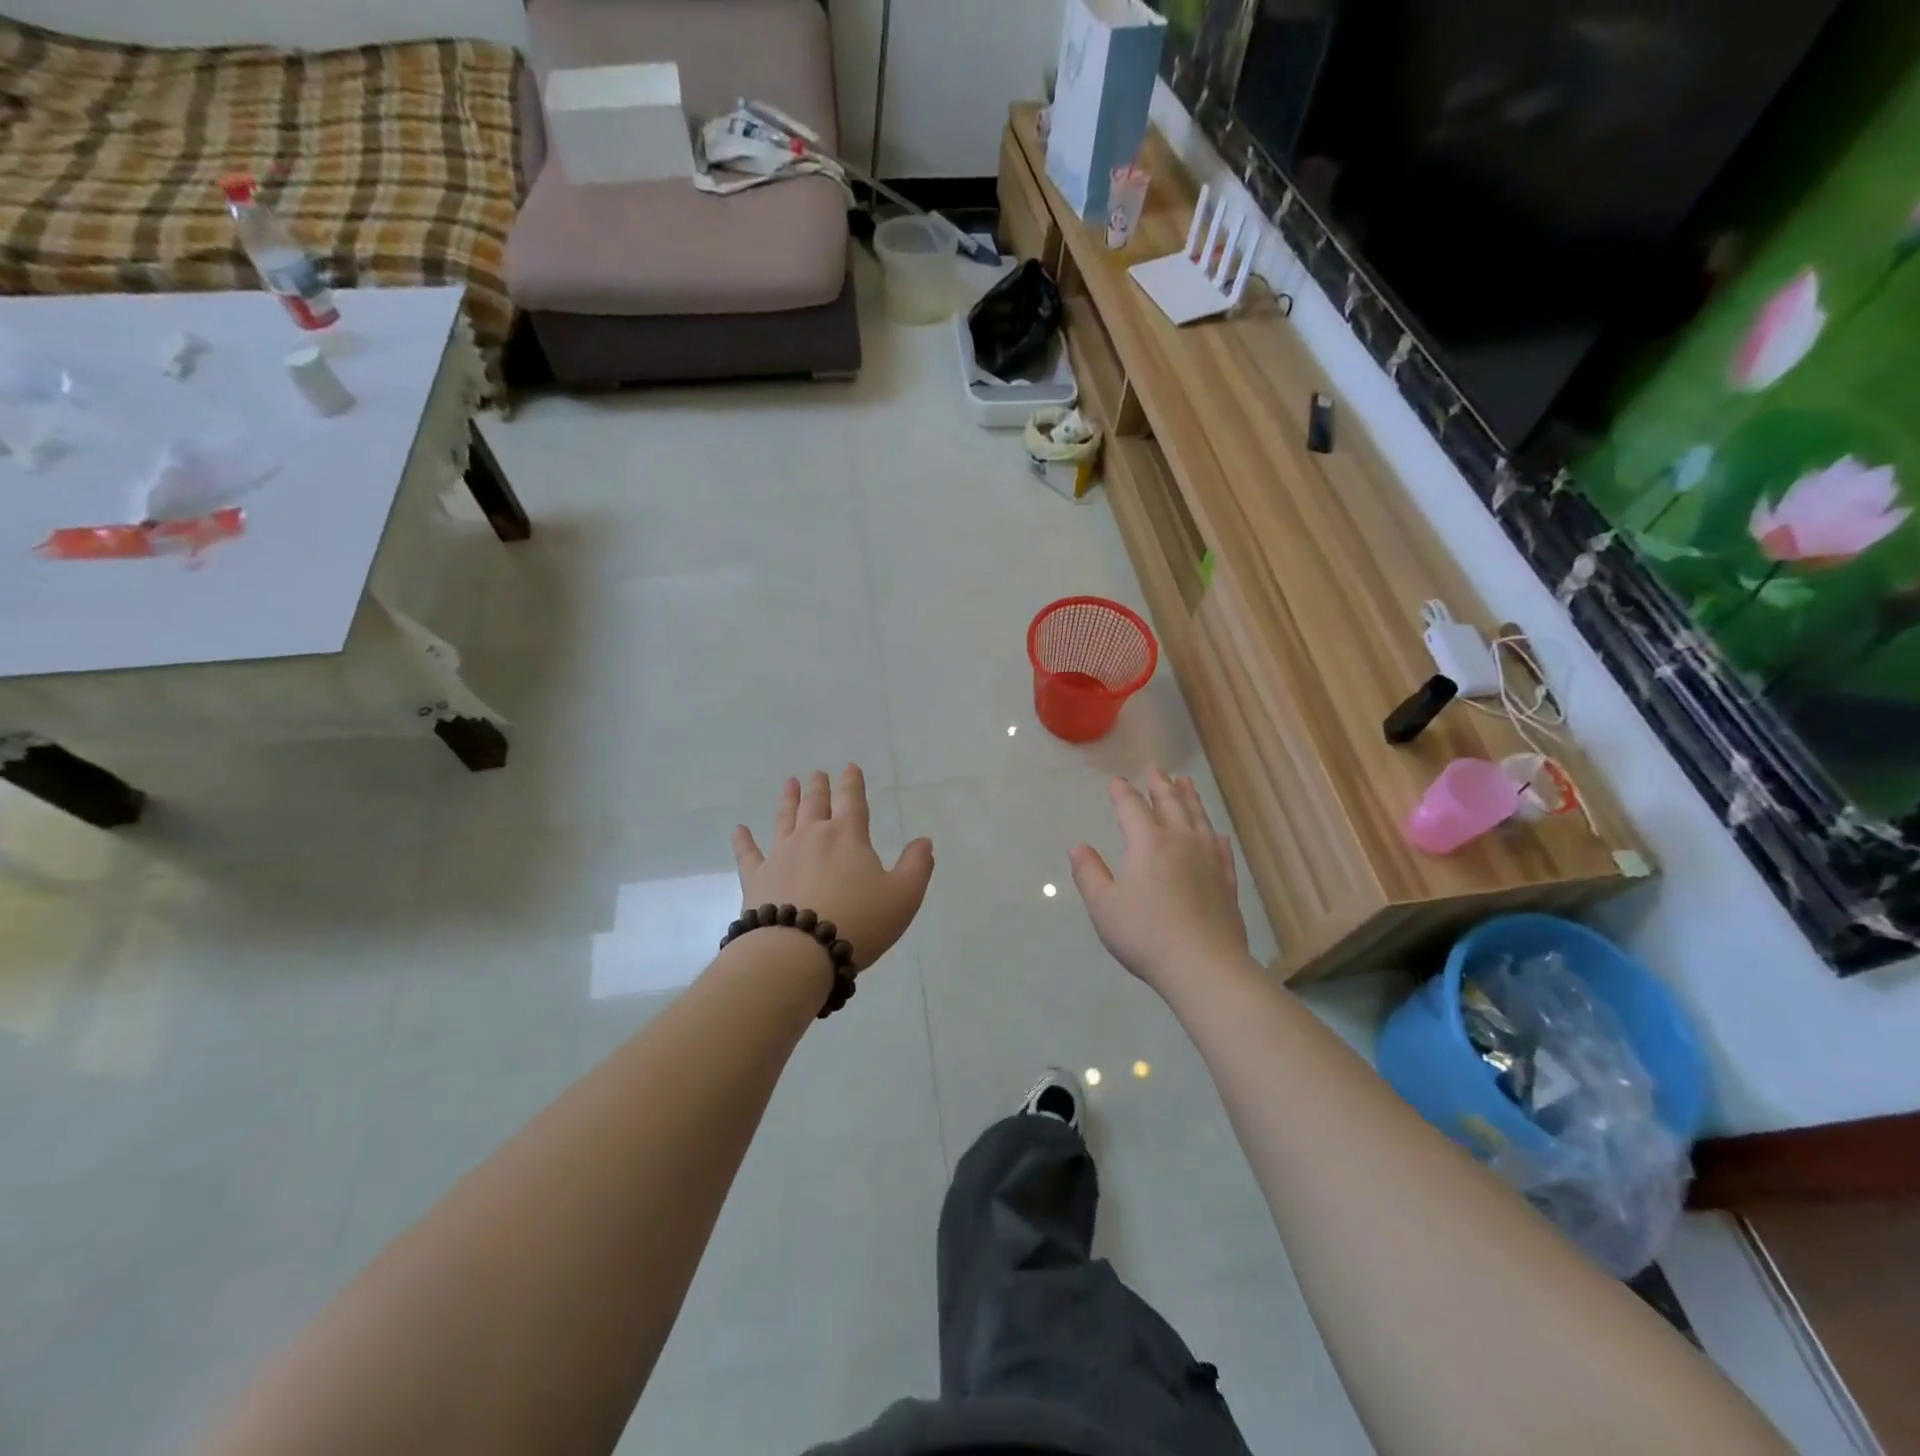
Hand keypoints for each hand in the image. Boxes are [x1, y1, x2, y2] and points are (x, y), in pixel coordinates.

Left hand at [732, 766, 934, 972]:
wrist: (798, 952)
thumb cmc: (858, 922)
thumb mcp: (903, 896)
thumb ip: (917, 866)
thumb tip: (924, 841)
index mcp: (848, 836)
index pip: (852, 801)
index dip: (852, 783)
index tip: (849, 767)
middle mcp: (812, 837)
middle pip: (816, 805)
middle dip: (819, 787)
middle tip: (817, 774)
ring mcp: (781, 855)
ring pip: (784, 820)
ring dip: (788, 800)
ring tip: (789, 783)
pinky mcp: (756, 879)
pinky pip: (748, 854)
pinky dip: (743, 841)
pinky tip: (739, 830)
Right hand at [1069, 767, 1250, 993]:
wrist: (1203, 965)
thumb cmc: (1145, 934)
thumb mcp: (1104, 906)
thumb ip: (1089, 873)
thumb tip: (1078, 847)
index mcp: (1148, 843)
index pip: (1132, 808)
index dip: (1122, 793)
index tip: (1117, 781)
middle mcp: (1180, 841)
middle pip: (1170, 804)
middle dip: (1160, 785)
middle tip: (1156, 769)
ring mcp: (1208, 859)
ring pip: (1198, 818)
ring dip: (1190, 798)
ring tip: (1186, 783)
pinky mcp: (1227, 880)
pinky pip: (1221, 847)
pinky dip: (1214, 833)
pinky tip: (1215, 832)